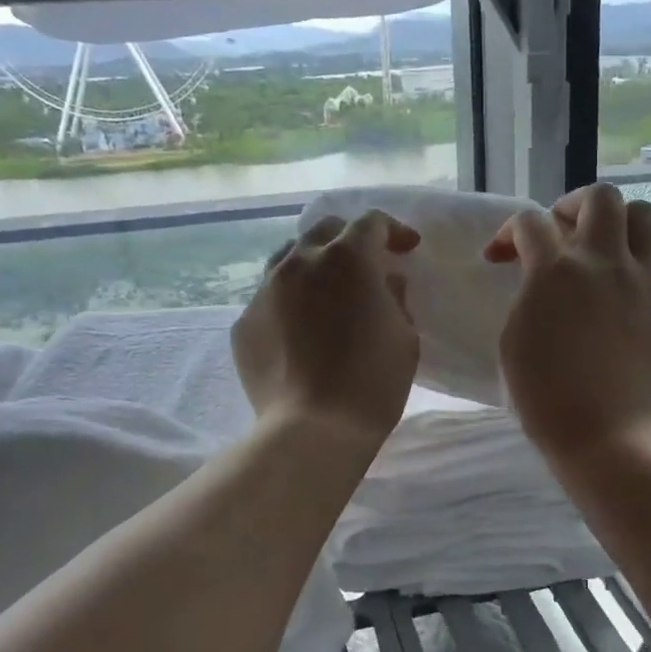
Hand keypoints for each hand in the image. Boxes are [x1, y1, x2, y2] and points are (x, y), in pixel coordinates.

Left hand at [234, 211, 421, 449]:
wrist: (313, 429)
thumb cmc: (372, 381)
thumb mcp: (404, 336)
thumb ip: (395, 298)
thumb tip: (385, 283)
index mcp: (347, 259)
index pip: (370, 223)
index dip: (393, 231)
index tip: (406, 249)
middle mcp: (300, 262)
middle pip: (324, 230)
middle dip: (349, 239)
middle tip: (367, 265)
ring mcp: (265, 290)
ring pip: (288, 258)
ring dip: (314, 265)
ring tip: (327, 291)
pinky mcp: (244, 322)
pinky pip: (270, 298)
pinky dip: (291, 302)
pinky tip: (301, 330)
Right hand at [486, 183, 650, 463]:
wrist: (604, 433)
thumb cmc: (544, 394)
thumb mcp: (513, 337)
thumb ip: (526, 293)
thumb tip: (540, 277)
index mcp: (555, 271)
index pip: (530, 222)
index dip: (509, 233)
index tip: (501, 256)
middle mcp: (603, 261)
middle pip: (600, 197)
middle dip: (572, 206)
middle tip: (559, 233)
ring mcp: (642, 280)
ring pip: (643, 215)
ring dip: (617, 224)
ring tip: (601, 250)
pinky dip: (643, 262)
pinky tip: (626, 286)